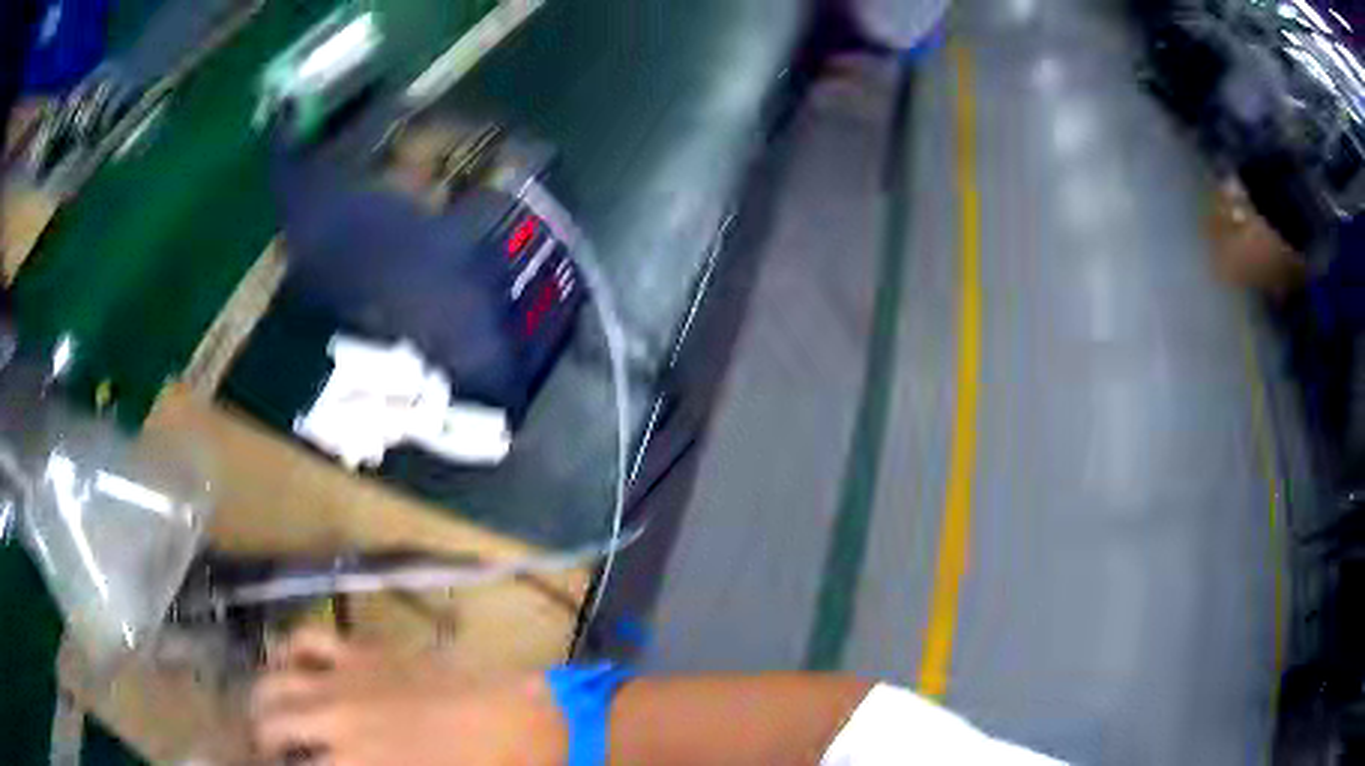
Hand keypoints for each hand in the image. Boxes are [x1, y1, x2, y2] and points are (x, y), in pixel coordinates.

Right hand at [250, 629, 566, 765]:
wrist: (517, 719)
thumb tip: (338, 764)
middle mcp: (334, 723)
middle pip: (269, 726)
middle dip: (261, 741)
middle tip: (267, 752)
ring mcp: (343, 682)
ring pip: (273, 684)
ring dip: (262, 701)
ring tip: (266, 715)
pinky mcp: (360, 652)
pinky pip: (306, 640)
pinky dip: (288, 651)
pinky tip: (288, 666)